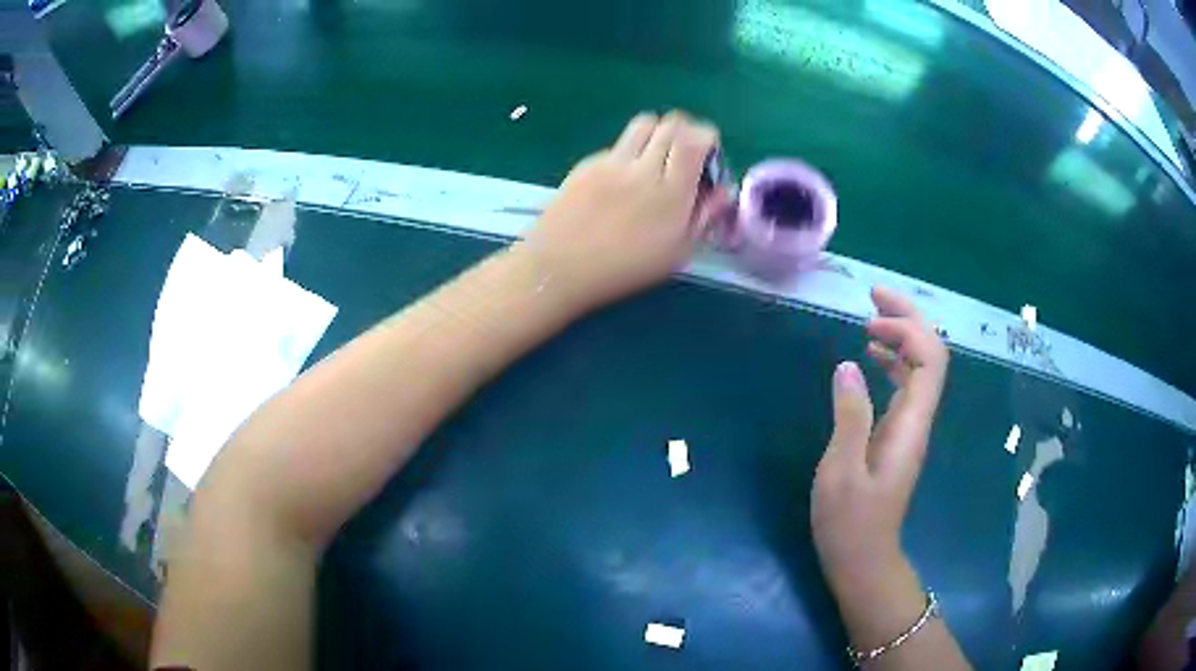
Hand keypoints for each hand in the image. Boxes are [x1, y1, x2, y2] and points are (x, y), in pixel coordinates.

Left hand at [517, 111, 729, 314]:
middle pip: (671, 124)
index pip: (695, 138)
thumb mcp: (676, 254)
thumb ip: (703, 217)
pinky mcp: (588, 162)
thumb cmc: (624, 269)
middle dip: (686, 132)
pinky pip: (618, 144)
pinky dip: (630, 151)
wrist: (559, 267)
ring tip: (656, 157)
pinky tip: (623, 179)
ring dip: (658, 132)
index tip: (708, 153)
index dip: (707, 136)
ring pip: (644, 123)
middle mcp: (643, 167)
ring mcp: (612, 161)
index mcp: (671, 192)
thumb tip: (722, 191)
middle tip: (685, 154)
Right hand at [811, 286, 949, 588]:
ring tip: (869, 319)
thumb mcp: (841, 472)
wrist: (863, 560)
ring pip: (921, 368)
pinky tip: (872, 358)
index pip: (930, 360)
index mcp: (911, 425)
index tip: (871, 317)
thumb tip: (850, 365)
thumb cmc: (849, 523)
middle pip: (932, 356)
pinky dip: (893, 362)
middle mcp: (918, 420)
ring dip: (902, 337)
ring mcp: (911, 428)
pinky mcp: (899, 436)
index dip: (908, 329)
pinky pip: (907, 386)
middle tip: (874, 297)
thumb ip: (849, 418)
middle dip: (909, 320)